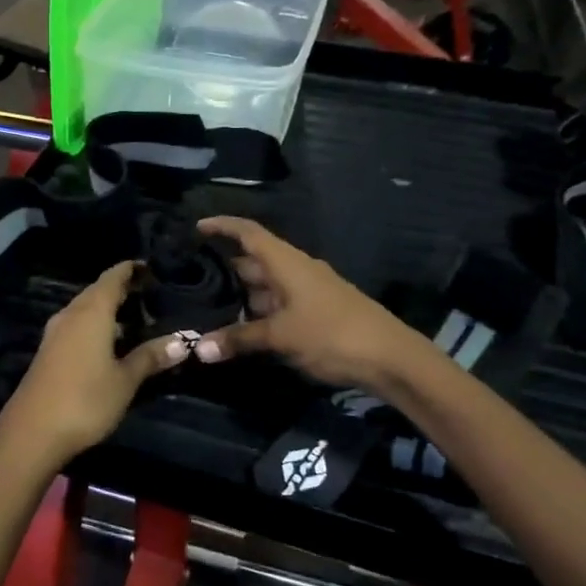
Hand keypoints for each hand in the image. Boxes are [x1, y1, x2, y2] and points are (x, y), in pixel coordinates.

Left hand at [0, 261, 189, 465]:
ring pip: (85, 310)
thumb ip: (150, 357)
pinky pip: (77, 327)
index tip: (151, 268)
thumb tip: (181, 342)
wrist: (32, 432)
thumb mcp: (125, 380)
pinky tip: (111, 343)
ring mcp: (56, 333)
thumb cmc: (85, 400)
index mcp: (91, 312)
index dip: (131, 270)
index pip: (112, 277)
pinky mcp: (49, 352)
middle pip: (97, 291)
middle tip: (152, 295)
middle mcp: (70, 314)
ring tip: (138, 318)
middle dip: (122, 290)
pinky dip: (96, 326)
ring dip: (108, 310)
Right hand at [191, 218, 410, 390]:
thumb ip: (239, 339)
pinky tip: (244, 330)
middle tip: (193, 281)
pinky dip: (260, 313)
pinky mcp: (317, 313)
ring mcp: (308, 292)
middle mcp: (296, 270)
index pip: (249, 233)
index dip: (223, 226)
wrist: (391, 358)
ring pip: (266, 287)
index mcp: (287, 262)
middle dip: (226, 270)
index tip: (197, 227)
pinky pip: (279, 305)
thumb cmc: (332, 334)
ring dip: (242, 296)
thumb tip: (197, 349)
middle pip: (254, 262)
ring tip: (209, 309)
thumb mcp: (280, 337)